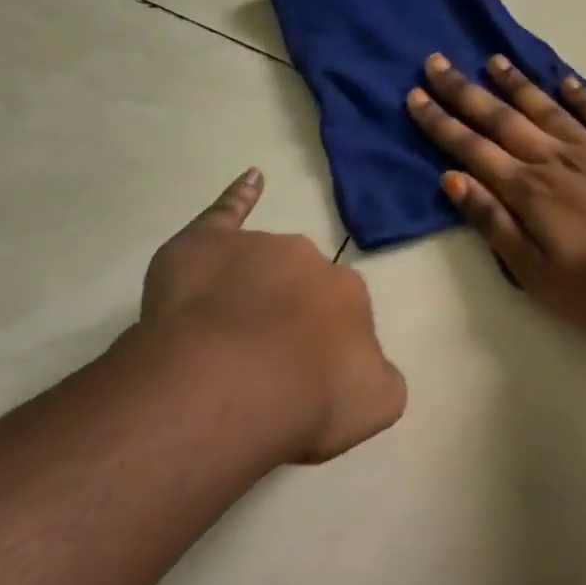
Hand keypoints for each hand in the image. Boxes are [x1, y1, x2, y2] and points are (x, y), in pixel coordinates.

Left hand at [132, 169, 406, 463]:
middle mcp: (309, 260)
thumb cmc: (310, 400)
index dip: (320, 347)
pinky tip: (251, 180)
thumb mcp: (376, 404)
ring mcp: (257, 247)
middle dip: (287, 316)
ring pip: (258, 266)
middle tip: (263, 364)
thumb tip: (368, 364)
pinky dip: (239, 196)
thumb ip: (380, 377)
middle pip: (300, 286)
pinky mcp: (205, 243)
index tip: (304, 377)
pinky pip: (225, 213)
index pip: (341, 313)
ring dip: (252, 291)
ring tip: (224, 342)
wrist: (233, 386)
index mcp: (350, 294)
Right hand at [406, 53, 585, 329]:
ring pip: (546, 108)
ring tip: (492, 60)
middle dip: (465, 92)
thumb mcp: (533, 271)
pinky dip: (578, 95)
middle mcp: (554, 159)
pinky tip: (563, 80)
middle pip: (502, 119)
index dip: (441, 123)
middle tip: (437, 62)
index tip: (416, 96)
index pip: (472, 149)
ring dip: (516, 83)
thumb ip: (493, 223)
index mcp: (527, 190)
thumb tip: (453, 180)